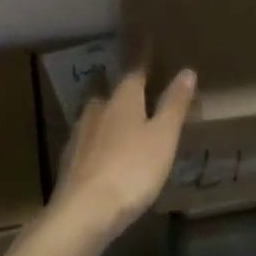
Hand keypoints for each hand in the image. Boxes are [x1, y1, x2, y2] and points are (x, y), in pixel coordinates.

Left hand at [53, 67, 194, 238]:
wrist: (84, 212)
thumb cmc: (132, 169)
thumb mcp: (163, 137)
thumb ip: (174, 104)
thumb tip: (187, 71)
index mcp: (123, 100)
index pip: (135, 71)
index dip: (143, 59)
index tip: (147, 43)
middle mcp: (98, 110)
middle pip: (108, 92)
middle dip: (119, 88)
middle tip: (131, 86)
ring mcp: (79, 136)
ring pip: (93, 115)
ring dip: (105, 114)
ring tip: (116, 119)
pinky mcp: (69, 162)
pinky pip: (86, 141)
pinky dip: (95, 141)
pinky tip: (100, 152)